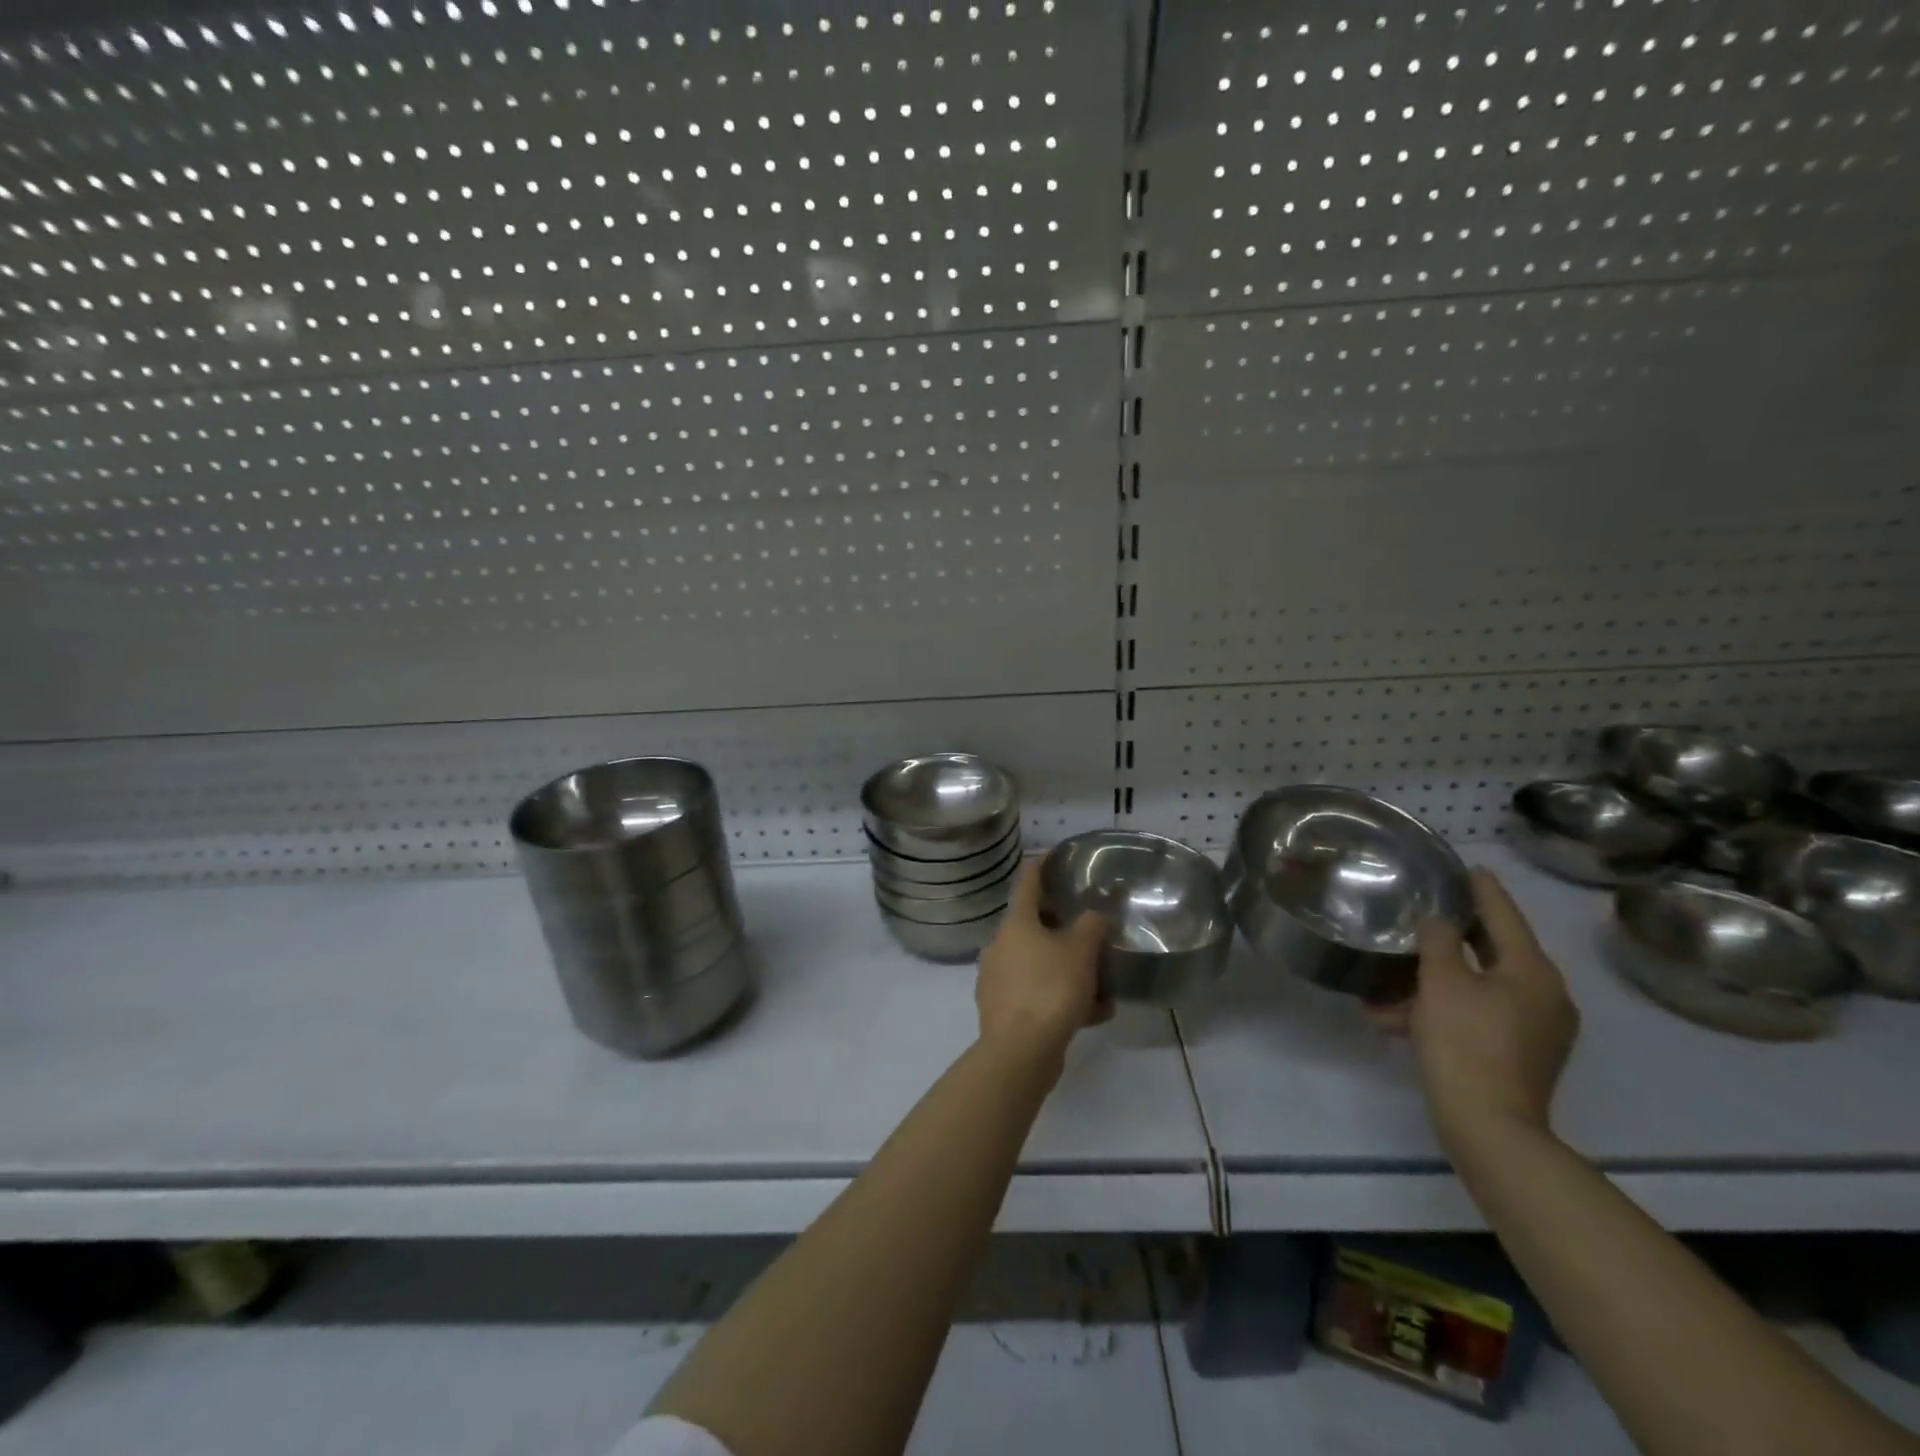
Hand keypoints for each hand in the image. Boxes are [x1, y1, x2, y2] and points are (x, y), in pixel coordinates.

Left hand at [974, 859, 1110, 1067]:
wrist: (1019, 1052)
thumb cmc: (1050, 989)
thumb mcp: (1081, 951)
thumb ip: (1092, 924)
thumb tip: (1097, 909)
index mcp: (1015, 923)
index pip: (1027, 880)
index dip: (1043, 863)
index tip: (1057, 854)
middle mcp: (1001, 945)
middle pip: (1034, 924)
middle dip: (1064, 927)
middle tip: (1091, 928)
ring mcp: (998, 978)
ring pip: (1040, 963)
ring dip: (1070, 970)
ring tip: (1104, 986)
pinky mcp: (1003, 1010)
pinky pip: (1038, 993)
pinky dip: (1063, 998)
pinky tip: (1094, 1014)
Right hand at [1370, 870, 1579, 1148]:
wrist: (1490, 1127)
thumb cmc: (1465, 1042)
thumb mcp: (1442, 982)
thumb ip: (1440, 941)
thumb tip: (1439, 922)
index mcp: (1533, 971)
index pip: (1505, 915)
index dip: (1483, 890)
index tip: (1468, 868)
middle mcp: (1545, 995)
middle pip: (1495, 950)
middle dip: (1453, 937)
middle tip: (1424, 912)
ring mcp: (1536, 1028)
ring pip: (1479, 986)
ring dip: (1436, 981)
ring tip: (1389, 980)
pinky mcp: (1519, 1053)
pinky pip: (1478, 1015)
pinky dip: (1443, 1010)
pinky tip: (1395, 1019)